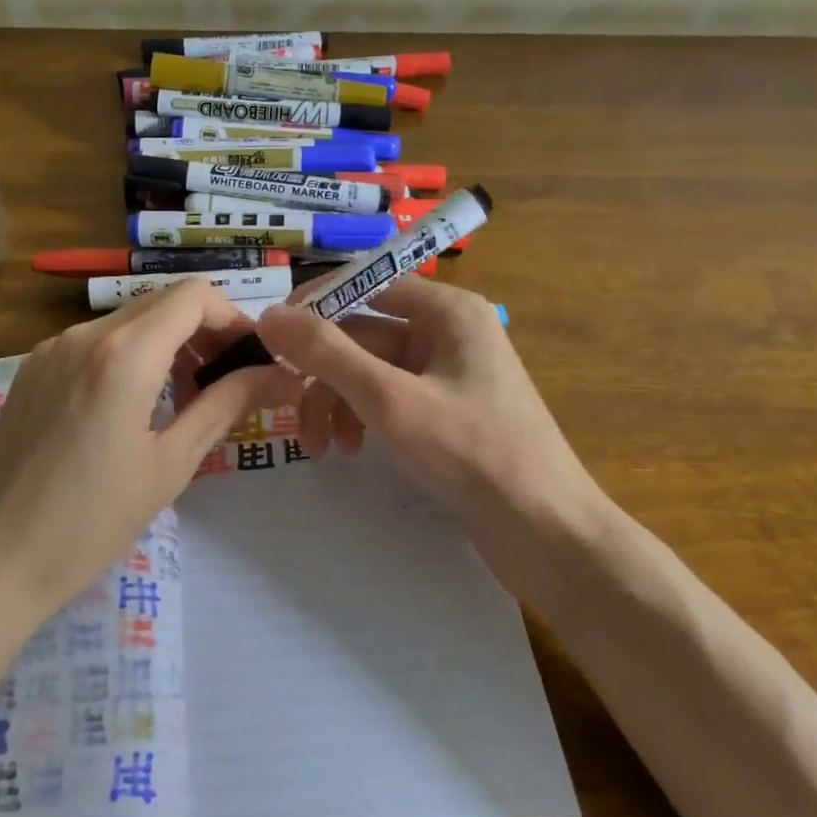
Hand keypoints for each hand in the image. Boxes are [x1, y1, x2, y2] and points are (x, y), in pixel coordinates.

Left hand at [0, 280, 298, 631]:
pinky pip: (97, 341)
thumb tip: (276, 374)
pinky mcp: (33, 369)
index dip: (234, 318)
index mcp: (124, 354)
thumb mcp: (169, 466)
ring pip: (129, 319)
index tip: (254, 359)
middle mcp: (85, 334)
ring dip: (169, 342)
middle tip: (229, 381)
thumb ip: (224, 405)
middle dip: (206, 330)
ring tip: (188, 396)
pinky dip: (132, 354)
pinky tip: (137, 403)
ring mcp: (52, 348)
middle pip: (163, 301)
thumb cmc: (88, 524)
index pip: (194, 296)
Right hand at [253, 279, 611, 586]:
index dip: (315, 305)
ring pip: (370, 371)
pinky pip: (388, 398)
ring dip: (336, 401)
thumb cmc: (472, 453)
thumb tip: (269, 315)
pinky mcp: (445, 412)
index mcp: (446, 310)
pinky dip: (361, 418)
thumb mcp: (390, 399)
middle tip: (289, 412)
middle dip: (322, 374)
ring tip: (321, 448)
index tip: (271, 339)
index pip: (365, 283)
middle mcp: (447, 331)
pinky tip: (349, 450)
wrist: (546, 533)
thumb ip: (327, 353)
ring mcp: (447, 373)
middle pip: (362, 334)